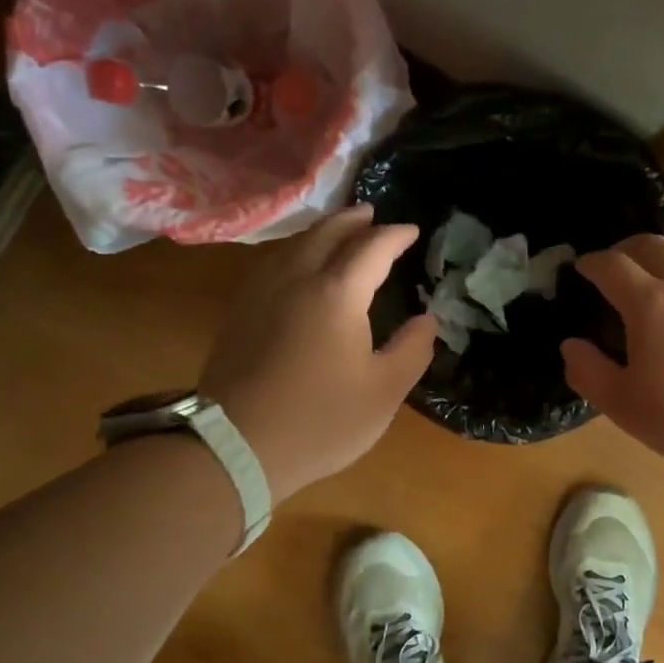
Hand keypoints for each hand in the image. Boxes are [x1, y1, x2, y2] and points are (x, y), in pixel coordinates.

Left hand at [201, 206, 435, 498]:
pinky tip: (297, 267)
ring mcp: (261, 293)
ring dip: (321, 232)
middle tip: (372, 215)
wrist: (236, 447)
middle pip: (326, 233)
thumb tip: (426, 321)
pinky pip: (273, 264)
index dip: (394, 236)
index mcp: (337, 294)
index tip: (412, 231)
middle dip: (353, 220)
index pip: (371, 248)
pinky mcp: (240, 313)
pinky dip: (295, 252)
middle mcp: (296, 279)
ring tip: (338, 233)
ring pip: (293, 245)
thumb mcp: (384, 392)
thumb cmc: (321, 421)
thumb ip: (412, 350)